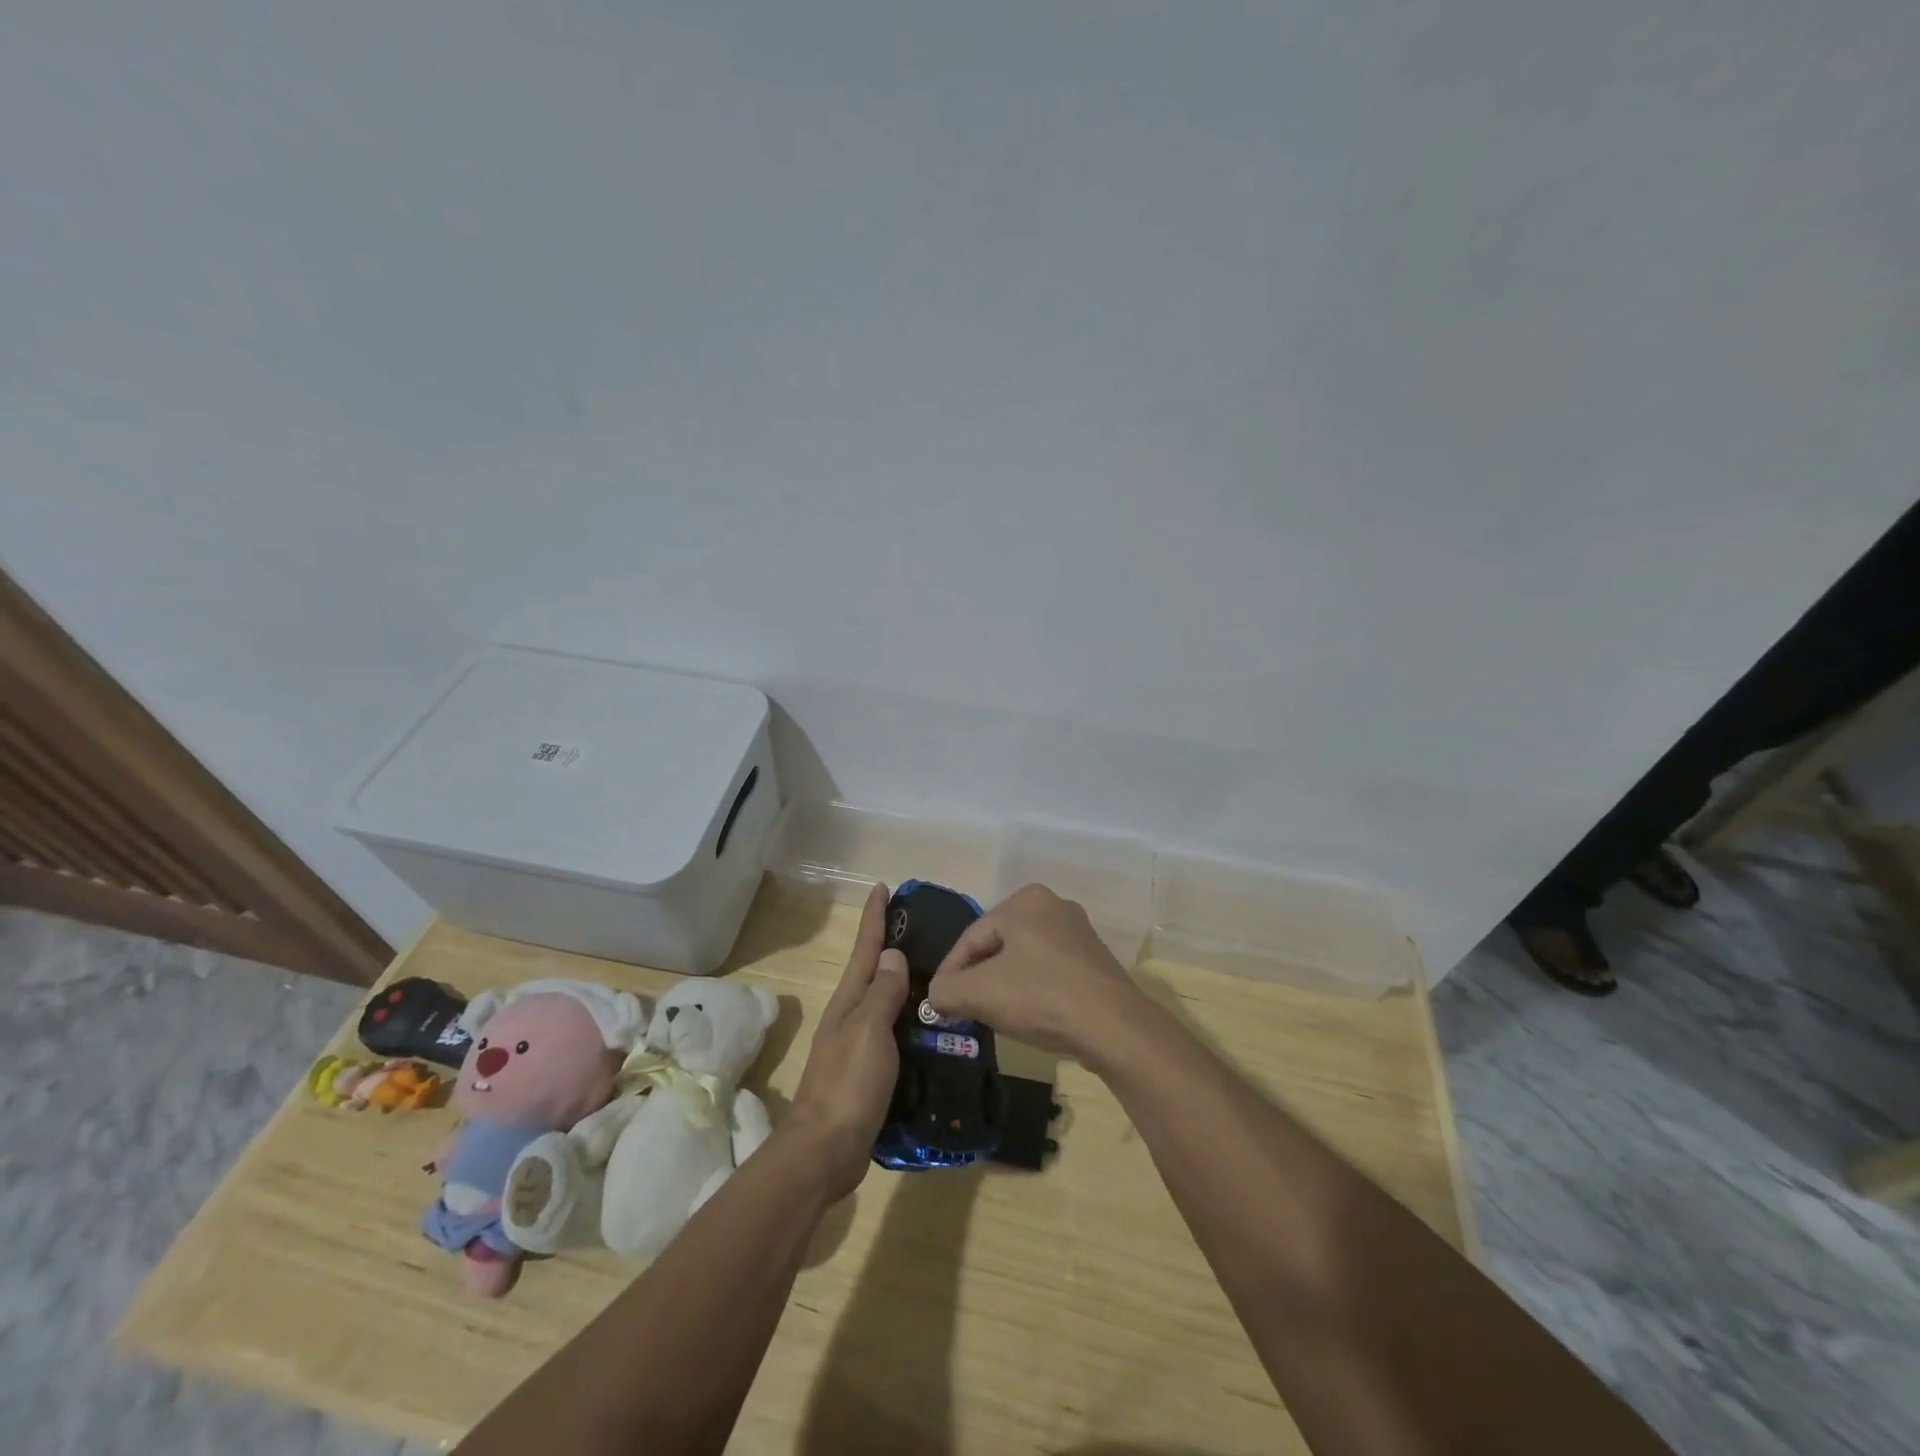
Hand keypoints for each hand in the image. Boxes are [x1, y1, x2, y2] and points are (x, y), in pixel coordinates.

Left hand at [785, 883, 910, 1198]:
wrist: (826, 1150)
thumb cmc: (848, 1085)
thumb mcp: (868, 1031)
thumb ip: (882, 992)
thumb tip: (893, 954)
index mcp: (850, 1001)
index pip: (865, 948)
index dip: (874, 917)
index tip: (883, 887)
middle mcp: (852, 1015)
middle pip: (875, 970)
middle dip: (893, 944)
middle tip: (925, 926)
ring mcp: (858, 1044)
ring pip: (886, 1001)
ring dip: (905, 982)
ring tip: (938, 971)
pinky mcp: (869, 1070)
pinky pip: (894, 1031)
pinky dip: (910, 1019)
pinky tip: (932, 1025)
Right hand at [928, 883, 1150, 1070]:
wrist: (1113, 1026)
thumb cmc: (1040, 996)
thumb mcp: (979, 993)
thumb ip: (946, 990)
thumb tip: (936, 995)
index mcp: (1024, 900)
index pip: (971, 937)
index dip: (950, 972)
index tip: (939, 1003)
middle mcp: (1053, 905)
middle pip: (998, 946)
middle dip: (977, 978)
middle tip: (962, 1009)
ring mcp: (1078, 932)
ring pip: (1023, 959)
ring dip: (1004, 985)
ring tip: (991, 1015)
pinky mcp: (1094, 961)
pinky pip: (1049, 971)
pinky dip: (1032, 990)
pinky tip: (1029, 1015)